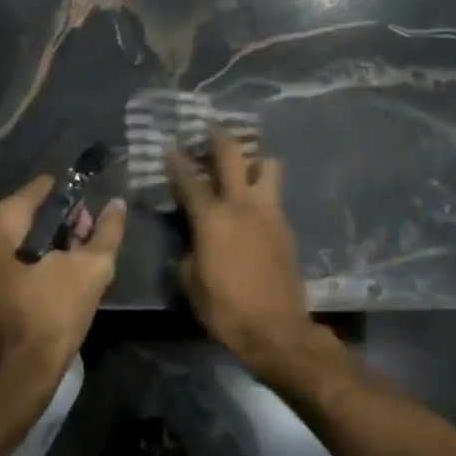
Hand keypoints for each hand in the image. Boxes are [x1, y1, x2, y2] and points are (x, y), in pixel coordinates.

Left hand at [0, 176, 125, 411]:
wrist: (14, 378)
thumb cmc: (52, 318)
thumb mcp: (92, 271)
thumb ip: (107, 231)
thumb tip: (116, 204)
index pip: (42, 189)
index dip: (72, 199)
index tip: (90, 218)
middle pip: (27, 212)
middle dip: (58, 223)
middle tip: (83, 245)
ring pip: (14, 235)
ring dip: (43, 244)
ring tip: (69, 265)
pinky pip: (2, 257)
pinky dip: (24, 261)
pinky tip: (47, 281)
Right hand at [168, 127, 319, 375]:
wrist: (276, 329)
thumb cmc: (226, 308)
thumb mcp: (191, 283)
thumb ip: (187, 253)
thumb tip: (190, 242)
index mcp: (212, 218)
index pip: (189, 179)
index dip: (177, 161)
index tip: (170, 146)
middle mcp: (242, 204)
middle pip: (232, 154)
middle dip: (219, 136)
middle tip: (211, 127)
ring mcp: (269, 212)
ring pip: (267, 165)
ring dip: (254, 158)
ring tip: (243, 163)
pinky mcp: (286, 225)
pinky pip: (274, 194)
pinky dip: (263, 188)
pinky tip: (254, 201)